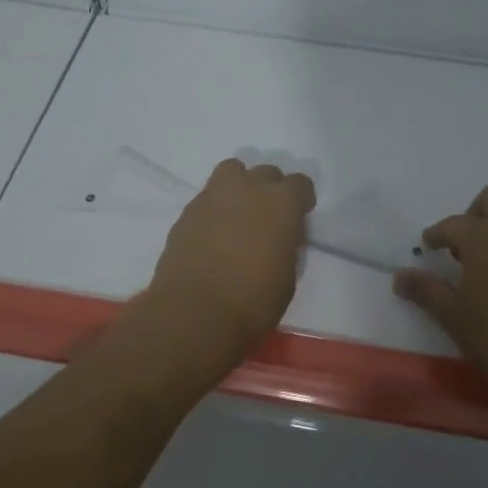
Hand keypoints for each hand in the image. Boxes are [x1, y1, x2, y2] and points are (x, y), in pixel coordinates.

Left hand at [143, 158, 316, 369]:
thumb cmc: (253, 301)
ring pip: (232, 174)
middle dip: (270, 191)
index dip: (301, 201)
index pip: (300, 184)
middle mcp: (249, 187)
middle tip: (266, 219)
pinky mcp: (187, 211)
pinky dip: (214, 210)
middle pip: (266, 173)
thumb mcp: (288, 277)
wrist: (194, 313)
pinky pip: (208, 199)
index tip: (298, 219)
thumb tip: (277, 240)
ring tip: (237, 216)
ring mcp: (213, 195)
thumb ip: (286, 246)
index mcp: (282, 202)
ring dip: (239, 188)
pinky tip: (212, 236)